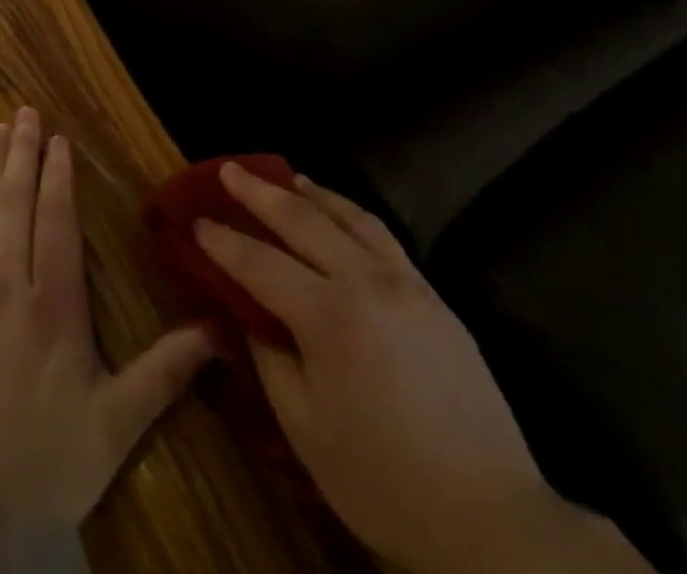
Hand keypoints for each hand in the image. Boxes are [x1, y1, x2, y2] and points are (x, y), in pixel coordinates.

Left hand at [0, 107, 212, 550]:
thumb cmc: (41, 462)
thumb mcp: (114, 426)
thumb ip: (164, 372)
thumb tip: (217, 330)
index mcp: (52, 304)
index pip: (56, 221)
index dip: (58, 176)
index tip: (58, 138)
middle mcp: (7, 287)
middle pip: (15, 205)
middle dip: (21, 154)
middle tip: (22, 111)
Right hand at [197, 163, 649, 573]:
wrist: (490, 516)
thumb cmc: (384, 482)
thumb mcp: (307, 432)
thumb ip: (271, 360)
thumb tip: (247, 314)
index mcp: (328, 317)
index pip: (259, 263)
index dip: (223, 240)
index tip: (196, 218)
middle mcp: (364, 281)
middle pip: (302, 220)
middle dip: (258, 191)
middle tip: (228, 169)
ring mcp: (404, 281)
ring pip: (347, 215)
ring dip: (309, 192)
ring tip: (284, 176)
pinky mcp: (432, 293)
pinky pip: (381, 233)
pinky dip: (350, 211)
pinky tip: (340, 213)